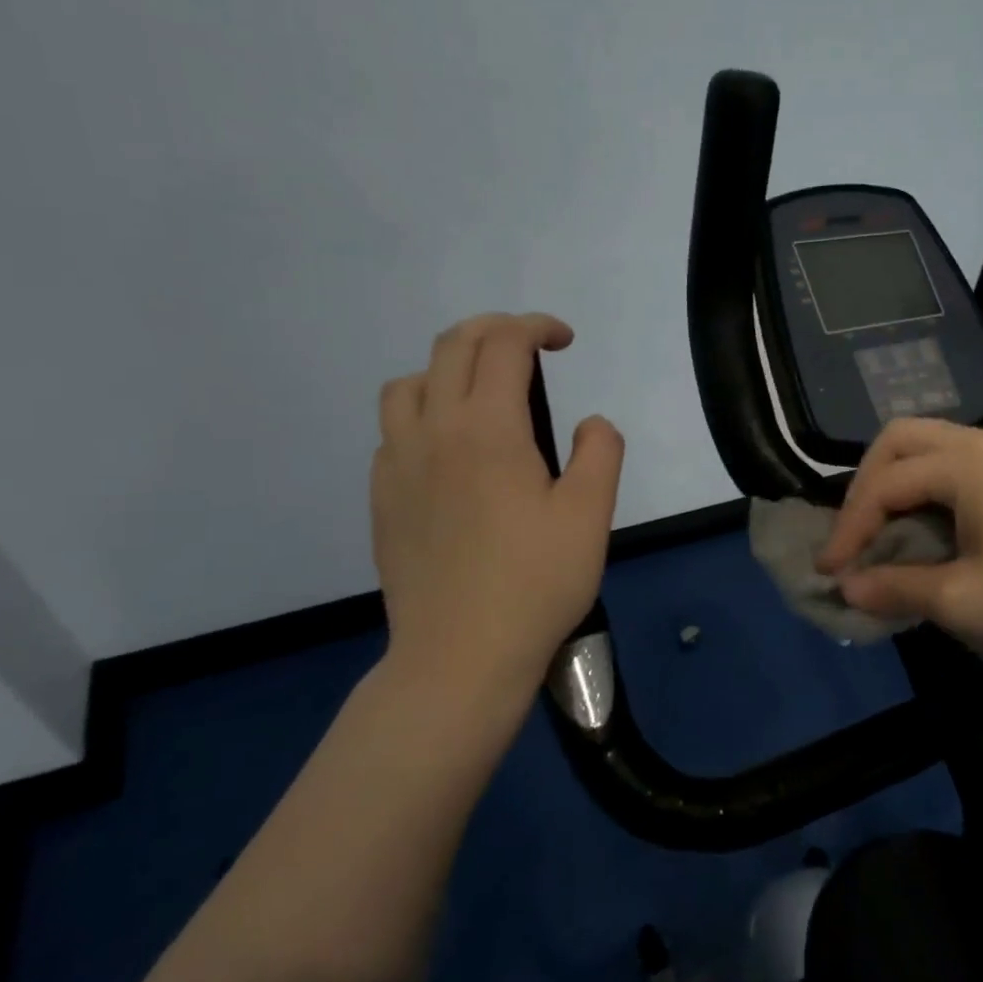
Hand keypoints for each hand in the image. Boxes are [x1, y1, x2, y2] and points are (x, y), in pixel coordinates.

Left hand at [369, 313, 623, 731]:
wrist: (460, 655)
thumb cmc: (535, 583)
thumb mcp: (590, 515)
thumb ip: (599, 453)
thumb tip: (590, 424)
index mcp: (487, 428)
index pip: (503, 344)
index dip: (536, 327)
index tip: (564, 341)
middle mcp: (433, 431)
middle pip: (451, 347)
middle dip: (494, 330)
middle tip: (530, 349)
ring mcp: (397, 464)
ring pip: (409, 384)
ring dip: (449, 369)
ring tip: (482, 396)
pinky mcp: (383, 497)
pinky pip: (394, 430)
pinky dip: (424, 414)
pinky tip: (451, 452)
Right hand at [817, 418, 982, 665]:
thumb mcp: (963, 601)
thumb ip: (896, 587)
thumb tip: (846, 587)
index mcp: (967, 462)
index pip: (885, 484)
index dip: (850, 527)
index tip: (830, 570)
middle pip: (900, 440)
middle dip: (866, 485)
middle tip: (854, 534)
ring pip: (929, 445)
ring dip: (896, 482)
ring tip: (882, 531)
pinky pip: (958, 462)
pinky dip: (928, 486)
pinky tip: (928, 526)